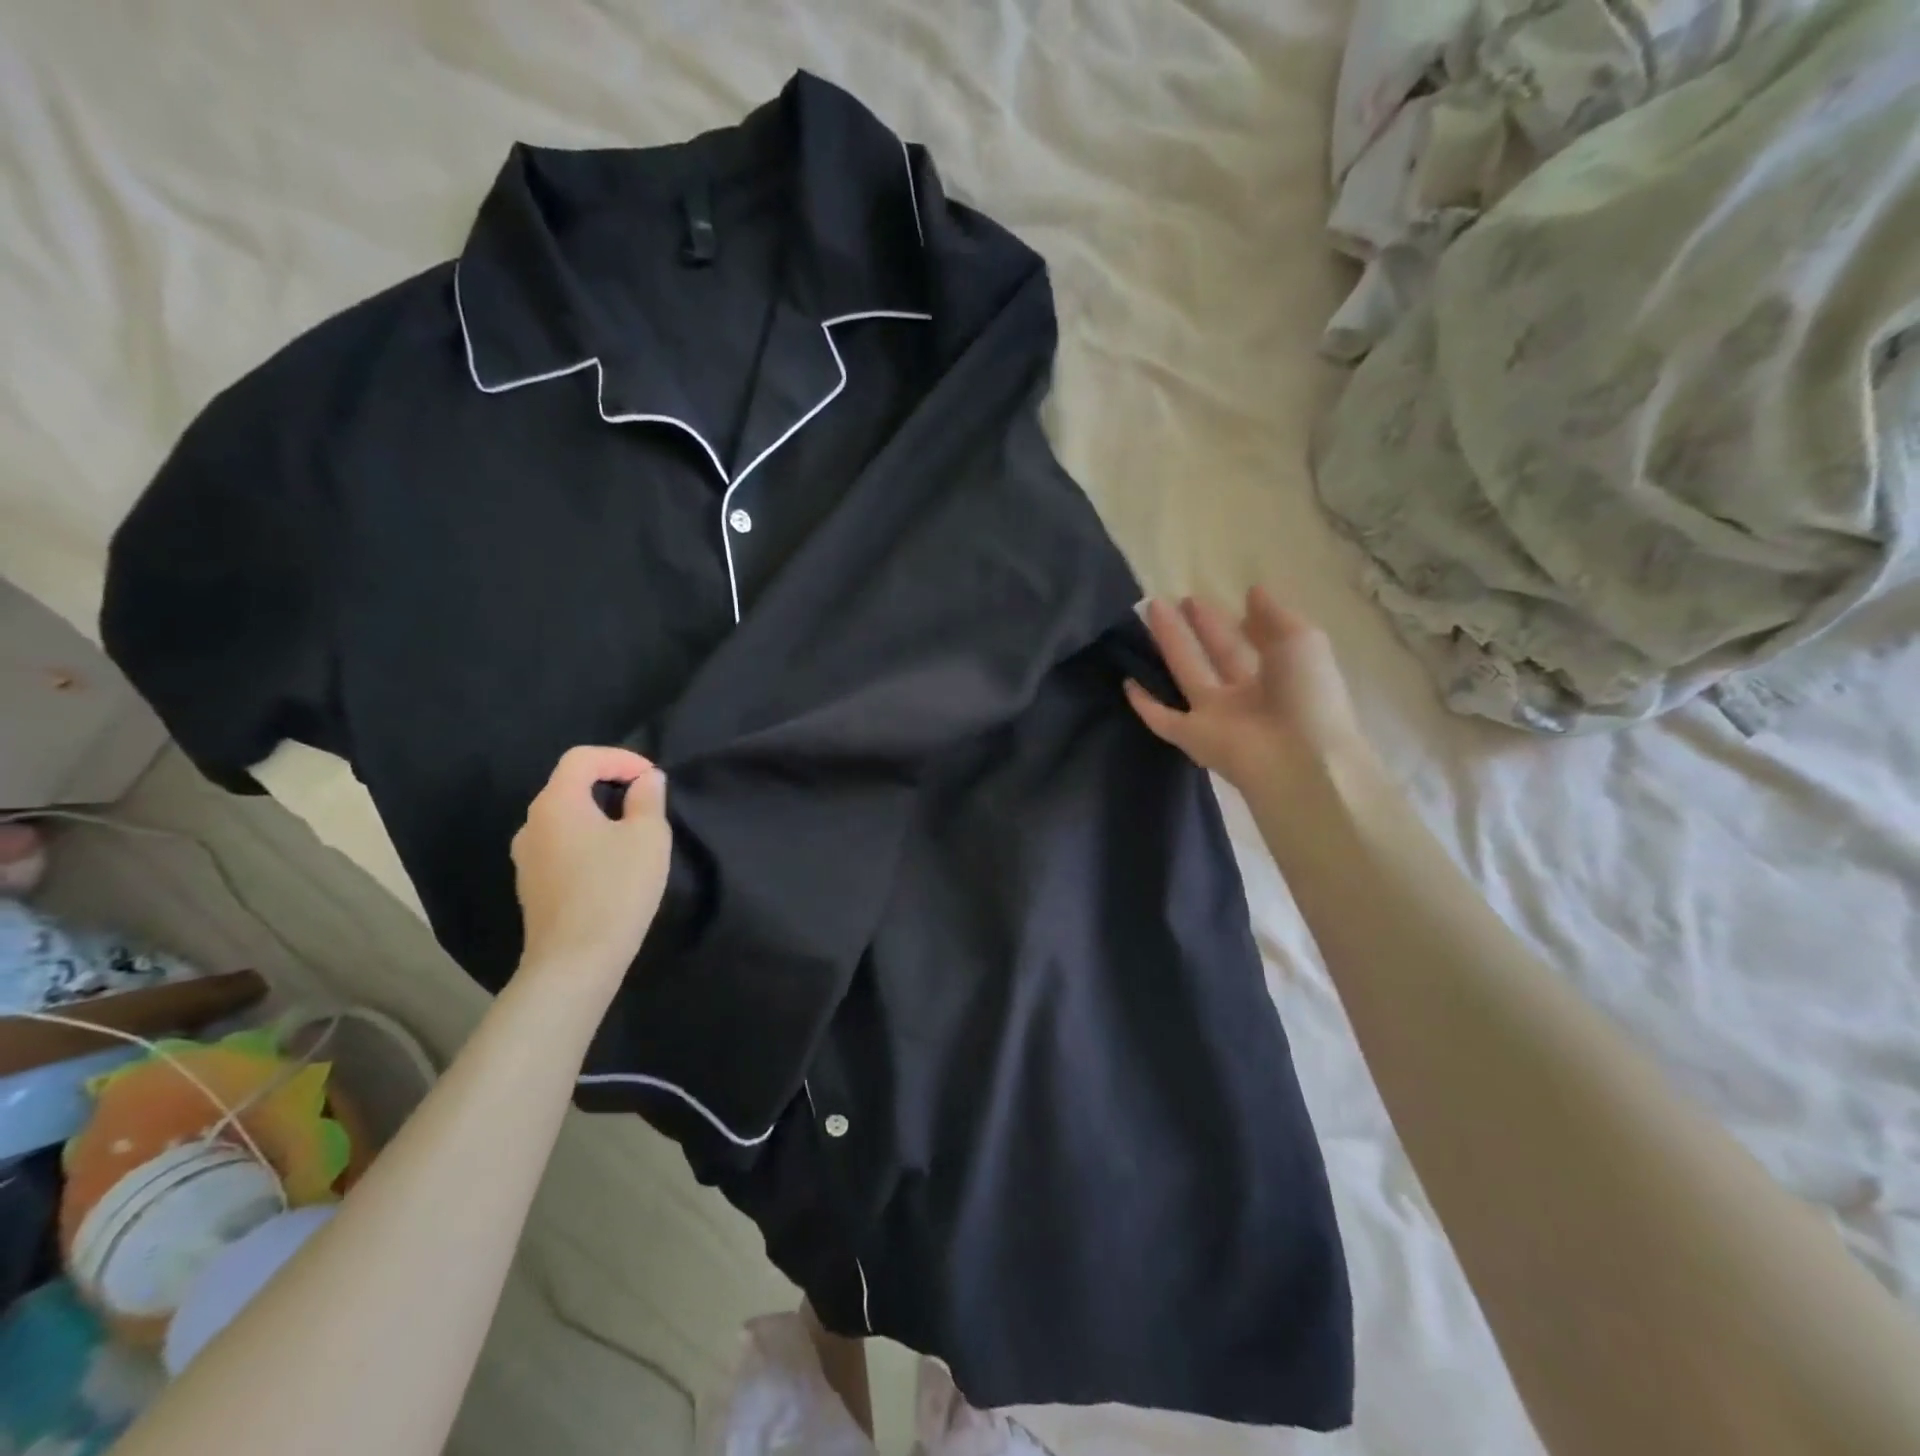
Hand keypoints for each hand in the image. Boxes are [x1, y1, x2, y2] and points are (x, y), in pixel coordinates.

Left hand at [510, 746, 672, 989]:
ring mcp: (526, 858)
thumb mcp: (648, 837)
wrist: (575, 961)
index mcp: (556, 803)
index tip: (653, 779)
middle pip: (569, 786)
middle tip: (647, 803)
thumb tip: (646, 780)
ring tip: (633, 834)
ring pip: (565, 819)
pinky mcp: (532, 886)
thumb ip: (648, 799)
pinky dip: (587, 841)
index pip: (582, 758)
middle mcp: (532, 824)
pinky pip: (560, 846)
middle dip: (610, 785)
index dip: (620, 758)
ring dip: (598, 815)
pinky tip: (612, 866)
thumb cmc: (616, 889)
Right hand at [1125, 589, 1370, 793]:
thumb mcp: (1302, 642)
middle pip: (1213, 655)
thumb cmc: (1308, 697)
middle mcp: (1244, 696)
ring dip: (1168, 645)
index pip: (1245, 643)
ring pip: (1185, 676)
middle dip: (1193, 628)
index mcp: (1276, 675)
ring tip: (1148, 615)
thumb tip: (1252, 592)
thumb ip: (1274, 616)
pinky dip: (1145, 705)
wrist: (1300, 761)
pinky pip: (1164, 720)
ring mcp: (1216, 718)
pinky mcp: (1193, 739)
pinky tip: (1126, 682)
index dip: (1224, 621)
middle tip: (1165, 602)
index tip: (1199, 598)